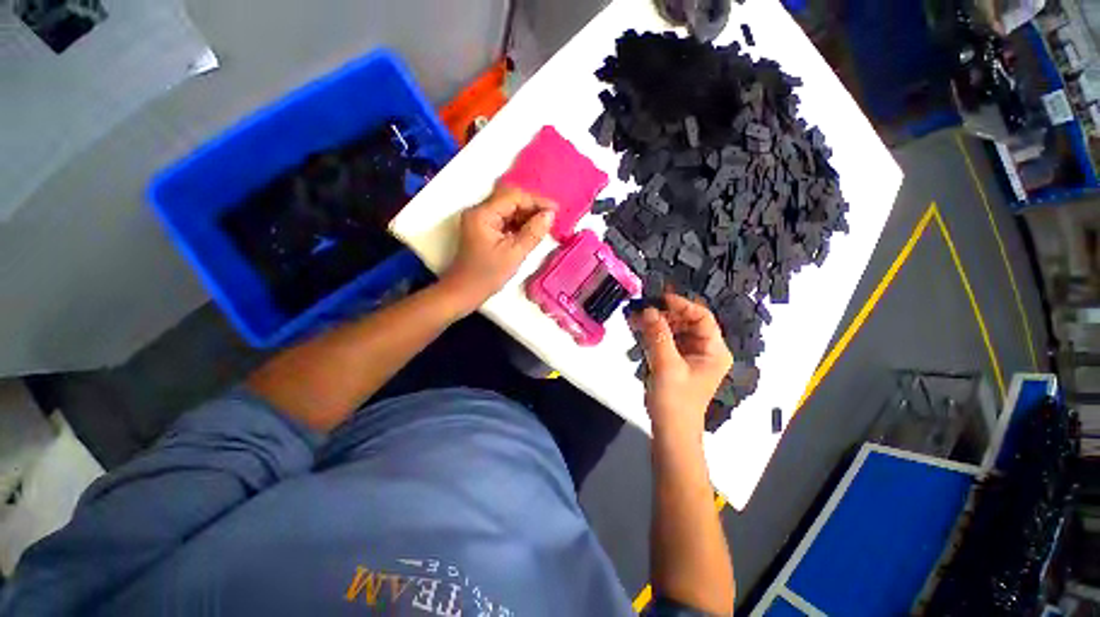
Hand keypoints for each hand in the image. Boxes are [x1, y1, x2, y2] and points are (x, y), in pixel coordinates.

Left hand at [441, 186, 555, 311]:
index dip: (536, 201)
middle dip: (532, 206)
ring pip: (509, 209)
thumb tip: (550, 215)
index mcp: (483, 214)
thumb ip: (533, 233)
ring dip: (527, 215)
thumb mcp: (514, 254)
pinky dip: (519, 223)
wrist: (464, 292)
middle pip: (510, 199)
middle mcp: (480, 211)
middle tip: (552, 217)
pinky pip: (505, 219)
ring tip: (546, 224)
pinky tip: (532, 230)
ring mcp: (481, 219)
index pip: (513, 197)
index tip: (556, 210)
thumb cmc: (487, 275)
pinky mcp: (484, 228)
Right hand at [630, 294, 732, 440]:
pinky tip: (637, 327)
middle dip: (664, 313)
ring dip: (655, 322)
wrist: (670, 431)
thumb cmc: (675, 401)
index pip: (702, 317)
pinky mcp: (675, 361)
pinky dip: (652, 333)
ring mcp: (689, 355)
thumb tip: (648, 310)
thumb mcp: (667, 365)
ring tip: (635, 316)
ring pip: (674, 329)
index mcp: (713, 350)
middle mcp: (704, 349)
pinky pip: (665, 340)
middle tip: (642, 307)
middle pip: (686, 321)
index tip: (659, 299)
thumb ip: (658, 335)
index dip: (682, 305)